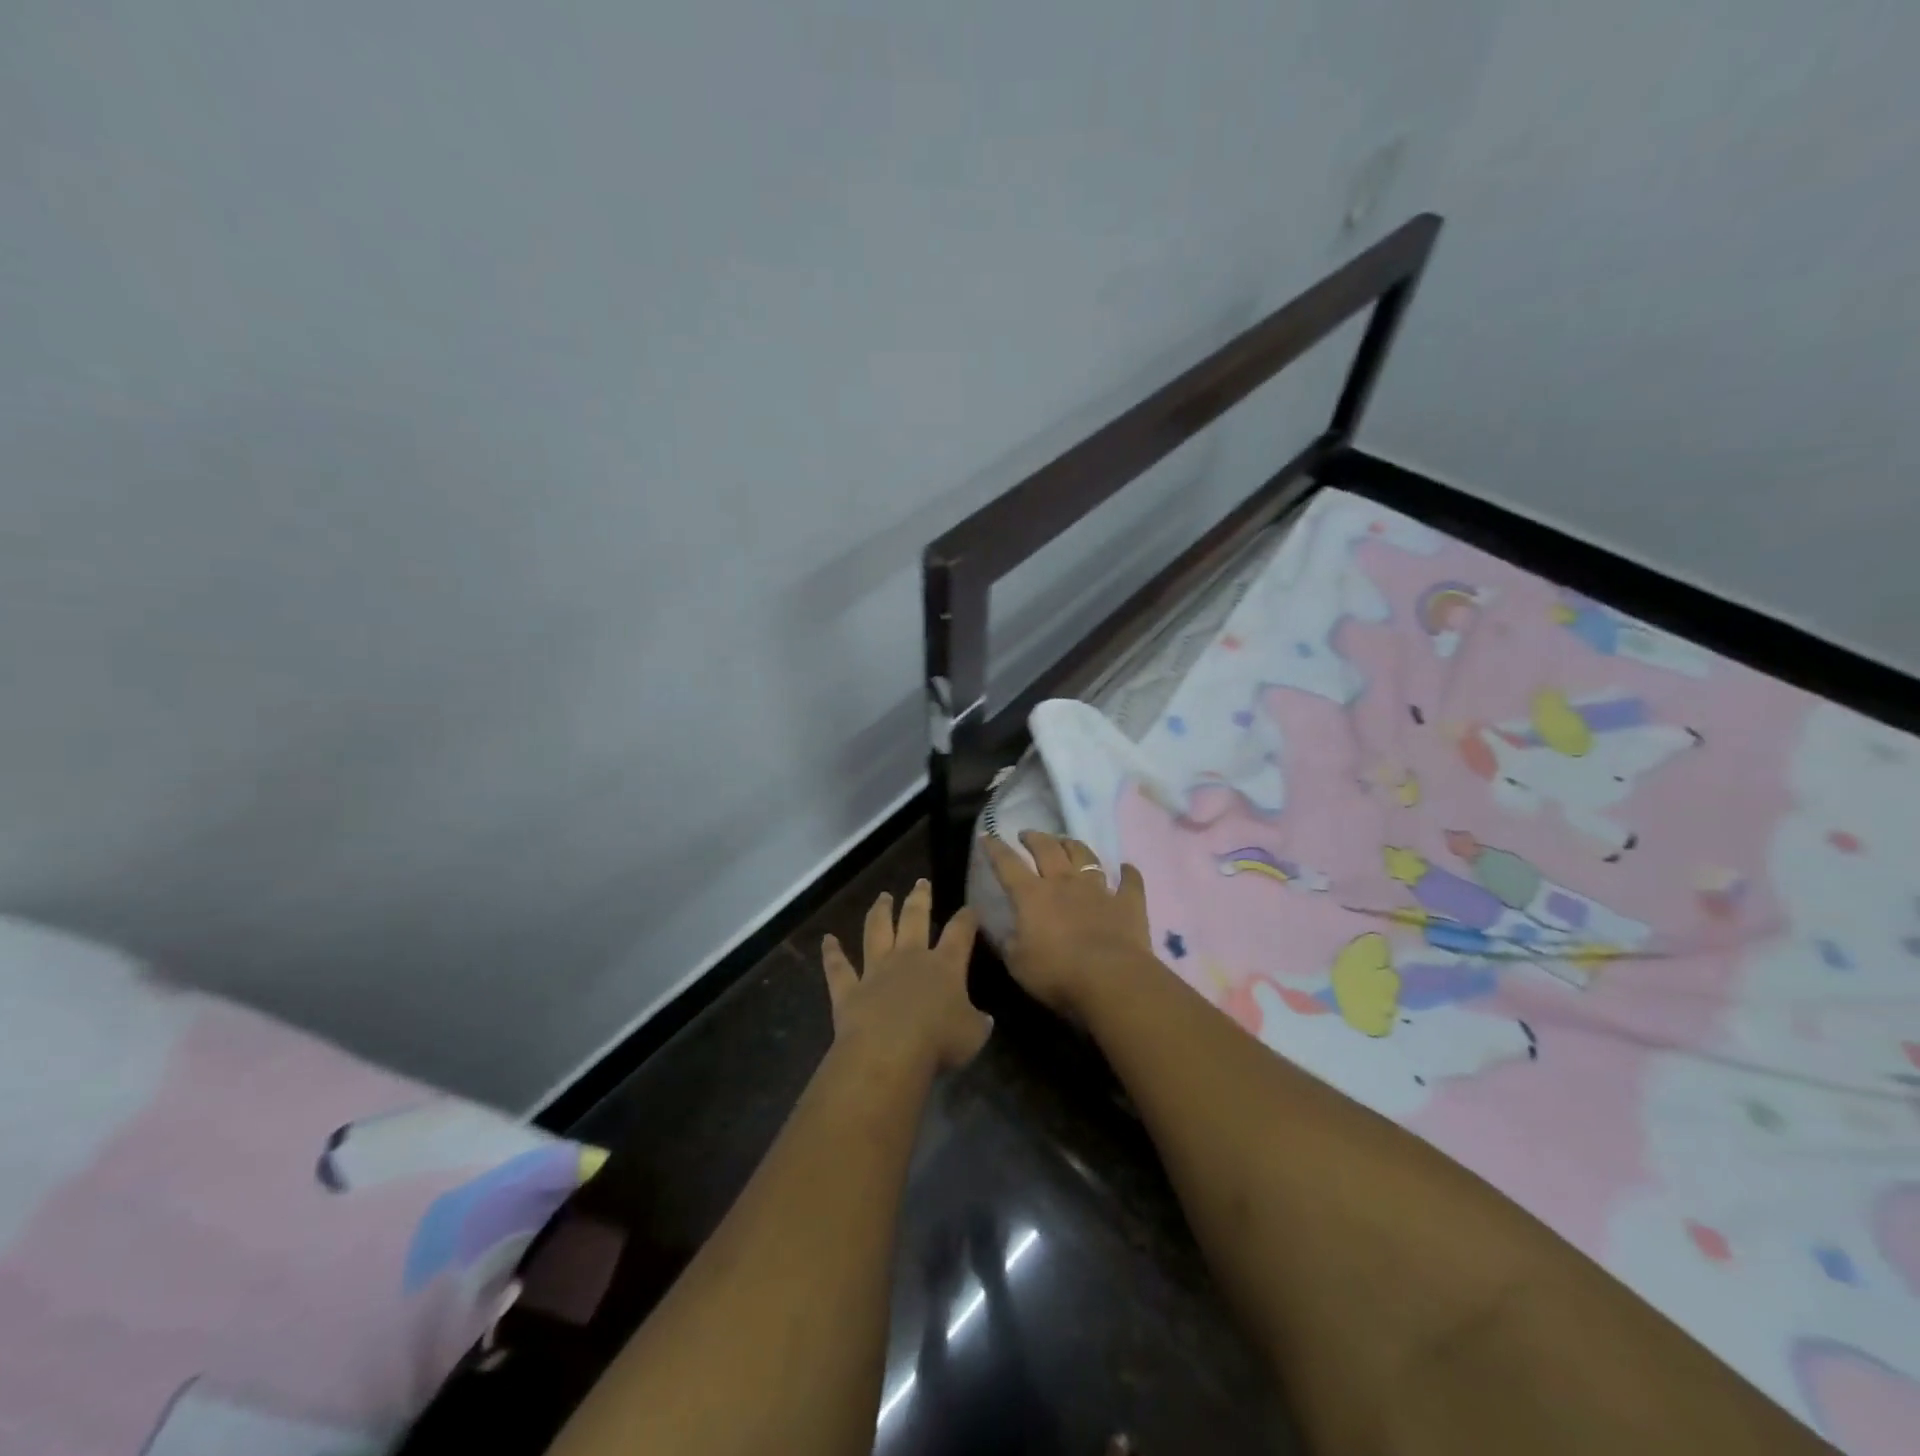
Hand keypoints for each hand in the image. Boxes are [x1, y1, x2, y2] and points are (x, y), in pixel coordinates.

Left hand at [821, 879, 990, 1074]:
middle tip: (921, 882)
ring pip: (877, 932)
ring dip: (880, 912)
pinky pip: (839, 968)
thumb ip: (978, 1022)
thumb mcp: (973, 1035)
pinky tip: (827, 940)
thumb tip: (983, 1018)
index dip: (967, 919)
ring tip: (883, 896)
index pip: (959, 933)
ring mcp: (876, 970)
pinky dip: (832, 954)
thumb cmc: (938, 1042)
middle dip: (919, 898)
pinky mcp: (849, 990)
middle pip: (915, 918)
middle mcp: (909, 958)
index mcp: (944, 965)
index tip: (971, 908)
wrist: (888, 1053)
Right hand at [981, 831, 1154, 1019]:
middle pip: (1047, 849)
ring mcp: (1098, 890)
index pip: (1008, 864)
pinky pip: (1130, 881)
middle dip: (1035, 838)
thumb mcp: (1017, 964)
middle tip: (1028, 835)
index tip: (988, 836)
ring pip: (1085, 856)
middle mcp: (1064, 883)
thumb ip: (1008, 943)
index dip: (996, 849)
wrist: (1111, 979)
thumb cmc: (1056, 974)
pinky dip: (1128, 873)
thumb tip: (1004, 931)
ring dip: (1073, 845)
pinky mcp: (1127, 903)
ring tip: (1066, 841)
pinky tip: (1127, 868)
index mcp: (1032, 896)